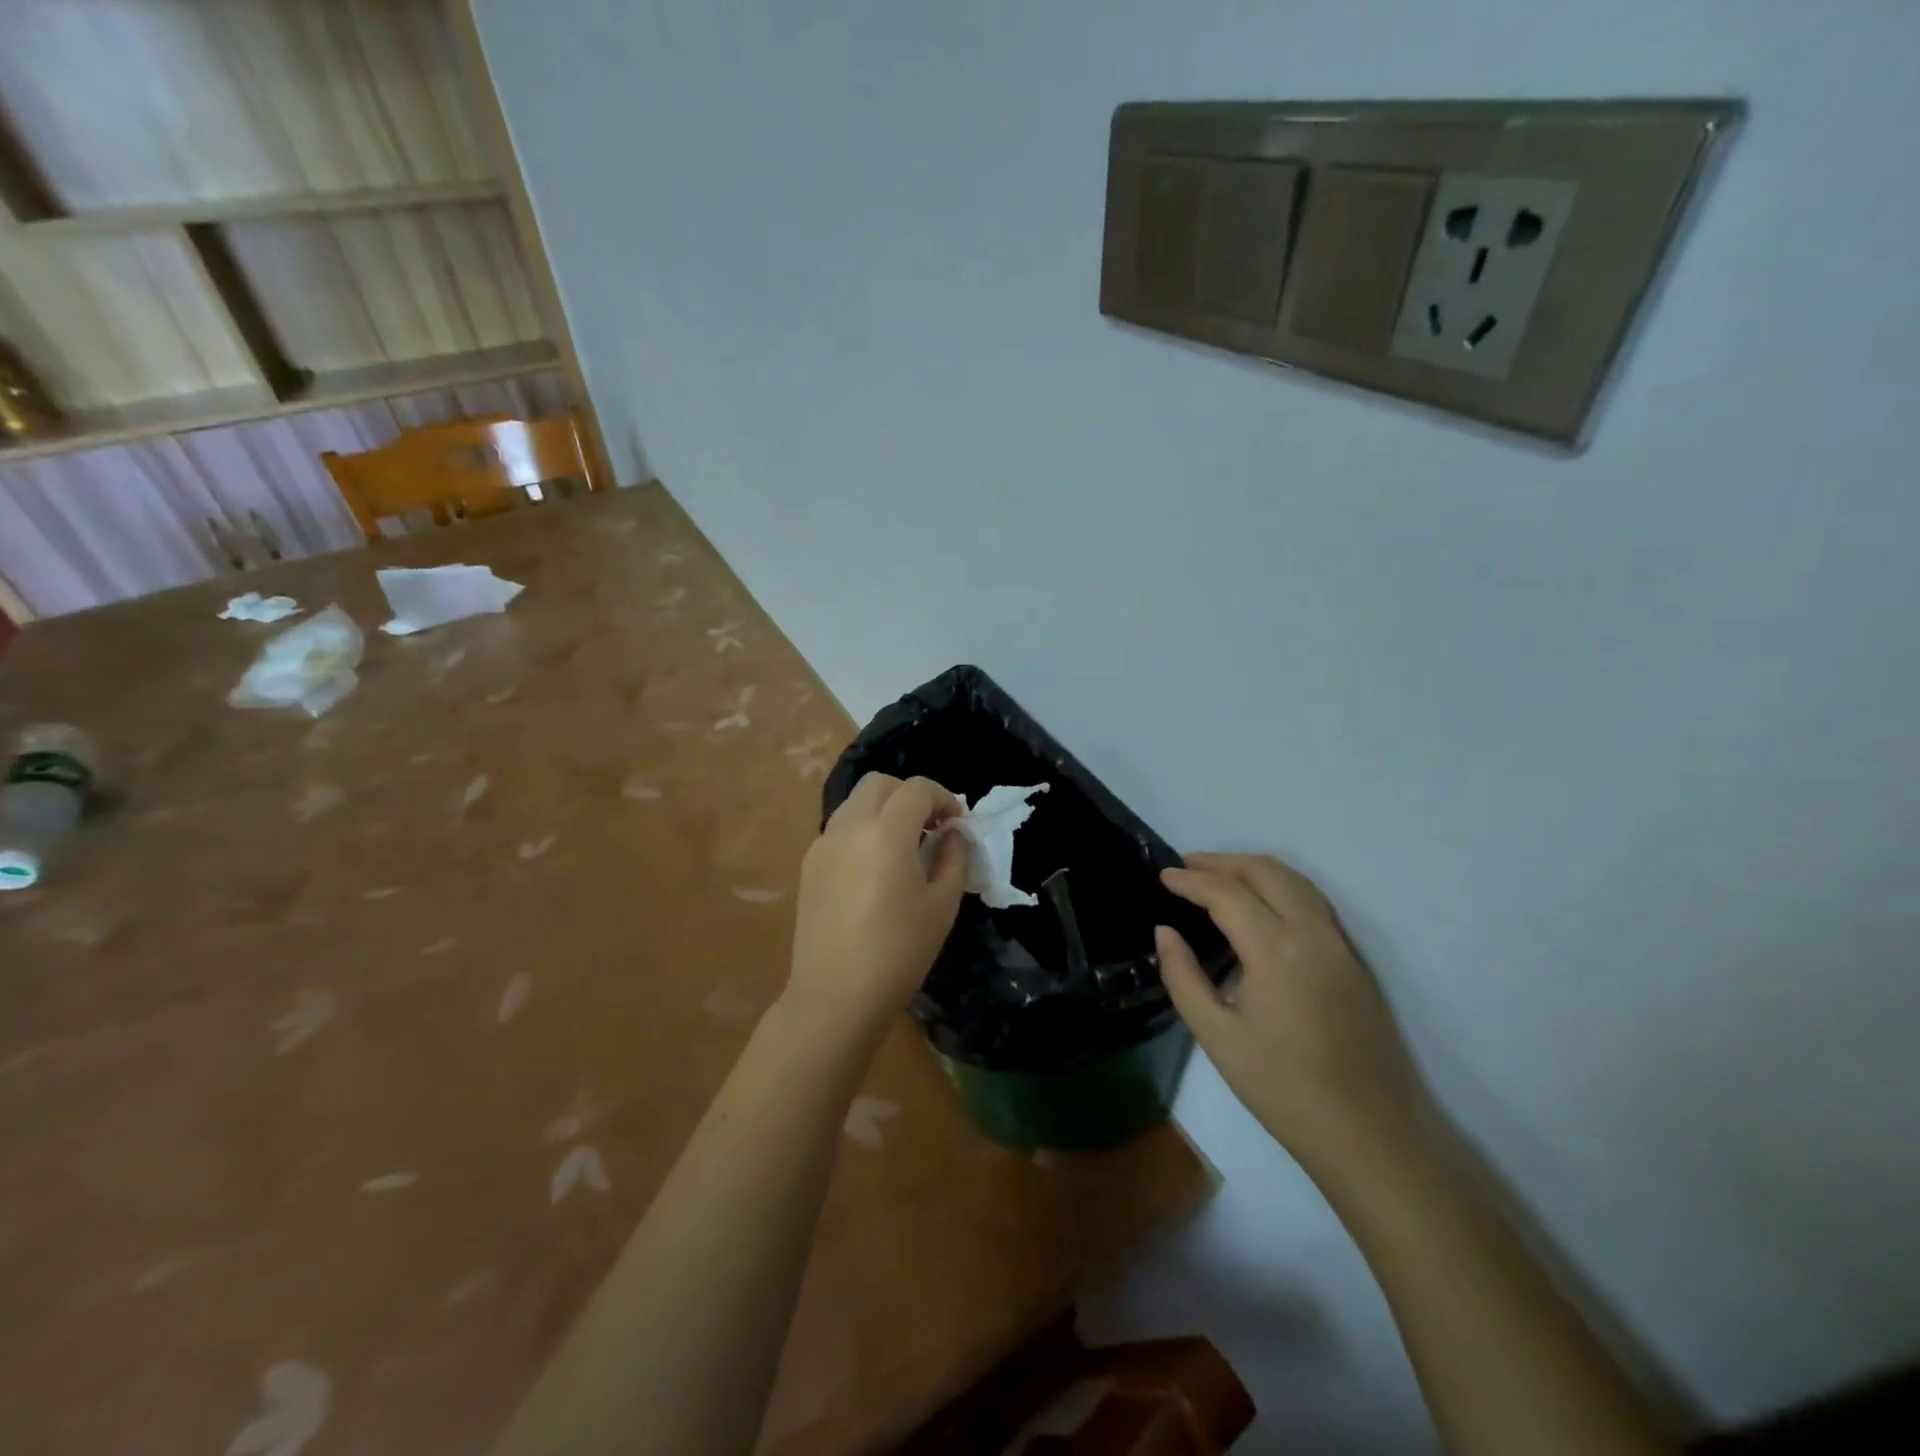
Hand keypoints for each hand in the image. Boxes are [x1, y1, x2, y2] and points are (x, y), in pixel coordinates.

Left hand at [784, 773, 967, 1045]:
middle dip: (909, 795)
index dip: (942, 797)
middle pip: (879, 783)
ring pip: (855, 803)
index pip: (916, 789)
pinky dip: (862, 830)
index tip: (955, 823)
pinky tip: (874, 868)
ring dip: (883, 810)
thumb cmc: (899, 952)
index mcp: (887, 832)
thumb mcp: (942, 905)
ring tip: (902, 846)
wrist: (835, 995)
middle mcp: (850, 827)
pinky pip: (839, 829)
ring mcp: (823, 844)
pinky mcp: (809, 865)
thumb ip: (953, 858)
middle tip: (929, 827)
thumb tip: (952, 834)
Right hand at [1156, 854, 1428, 1170]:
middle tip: (1186, 866)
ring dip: (1255, 869)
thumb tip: (1164, 932)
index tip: (1162, 876)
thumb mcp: (1217, 1036)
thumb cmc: (1283, 1088)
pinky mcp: (1355, 962)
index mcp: (1276, 949)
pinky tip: (1262, 905)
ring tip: (1219, 876)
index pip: (1227, 894)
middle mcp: (1312, 933)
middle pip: (1266, 872)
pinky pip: (1315, 902)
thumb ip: (1183, 977)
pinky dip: (1281, 887)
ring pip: (1297, 881)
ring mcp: (1340, 945)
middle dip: (1223, 861)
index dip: (1191, 880)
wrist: (1370, 1134)